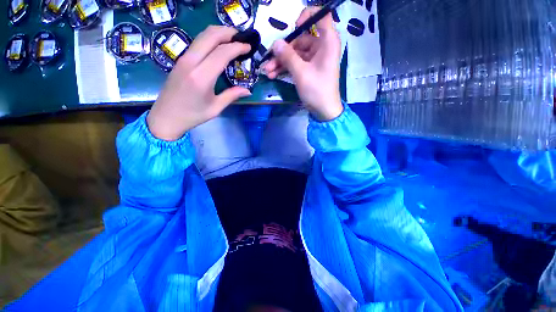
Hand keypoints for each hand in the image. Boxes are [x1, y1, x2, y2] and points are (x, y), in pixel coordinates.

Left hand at [147, 26, 251, 140]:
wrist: (166, 117)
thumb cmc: (192, 115)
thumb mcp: (215, 108)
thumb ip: (231, 96)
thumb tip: (247, 90)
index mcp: (201, 77)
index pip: (221, 53)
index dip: (237, 47)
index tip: (248, 47)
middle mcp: (191, 63)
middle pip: (210, 36)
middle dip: (227, 32)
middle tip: (241, 36)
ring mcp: (183, 59)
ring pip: (202, 36)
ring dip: (218, 33)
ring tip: (232, 38)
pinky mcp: (180, 60)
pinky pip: (197, 43)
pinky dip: (210, 39)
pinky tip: (218, 46)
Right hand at [262, 8, 342, 120]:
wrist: (324, 110)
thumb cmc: (317, 90)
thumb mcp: (301, 73)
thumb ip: (288, 56)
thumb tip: (275, 43)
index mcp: (327, 42)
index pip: (321, 16)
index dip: (306, 16)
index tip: (294, 29)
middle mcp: (321, 47)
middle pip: (300, 39)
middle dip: (283, 51)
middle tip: (269, 60)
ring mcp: (314, 59)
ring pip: (295, 54)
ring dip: (281, 62)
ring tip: (267, 71)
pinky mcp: (309, 69)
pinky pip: (296, 64)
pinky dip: (285, 68)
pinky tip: (273, 75)